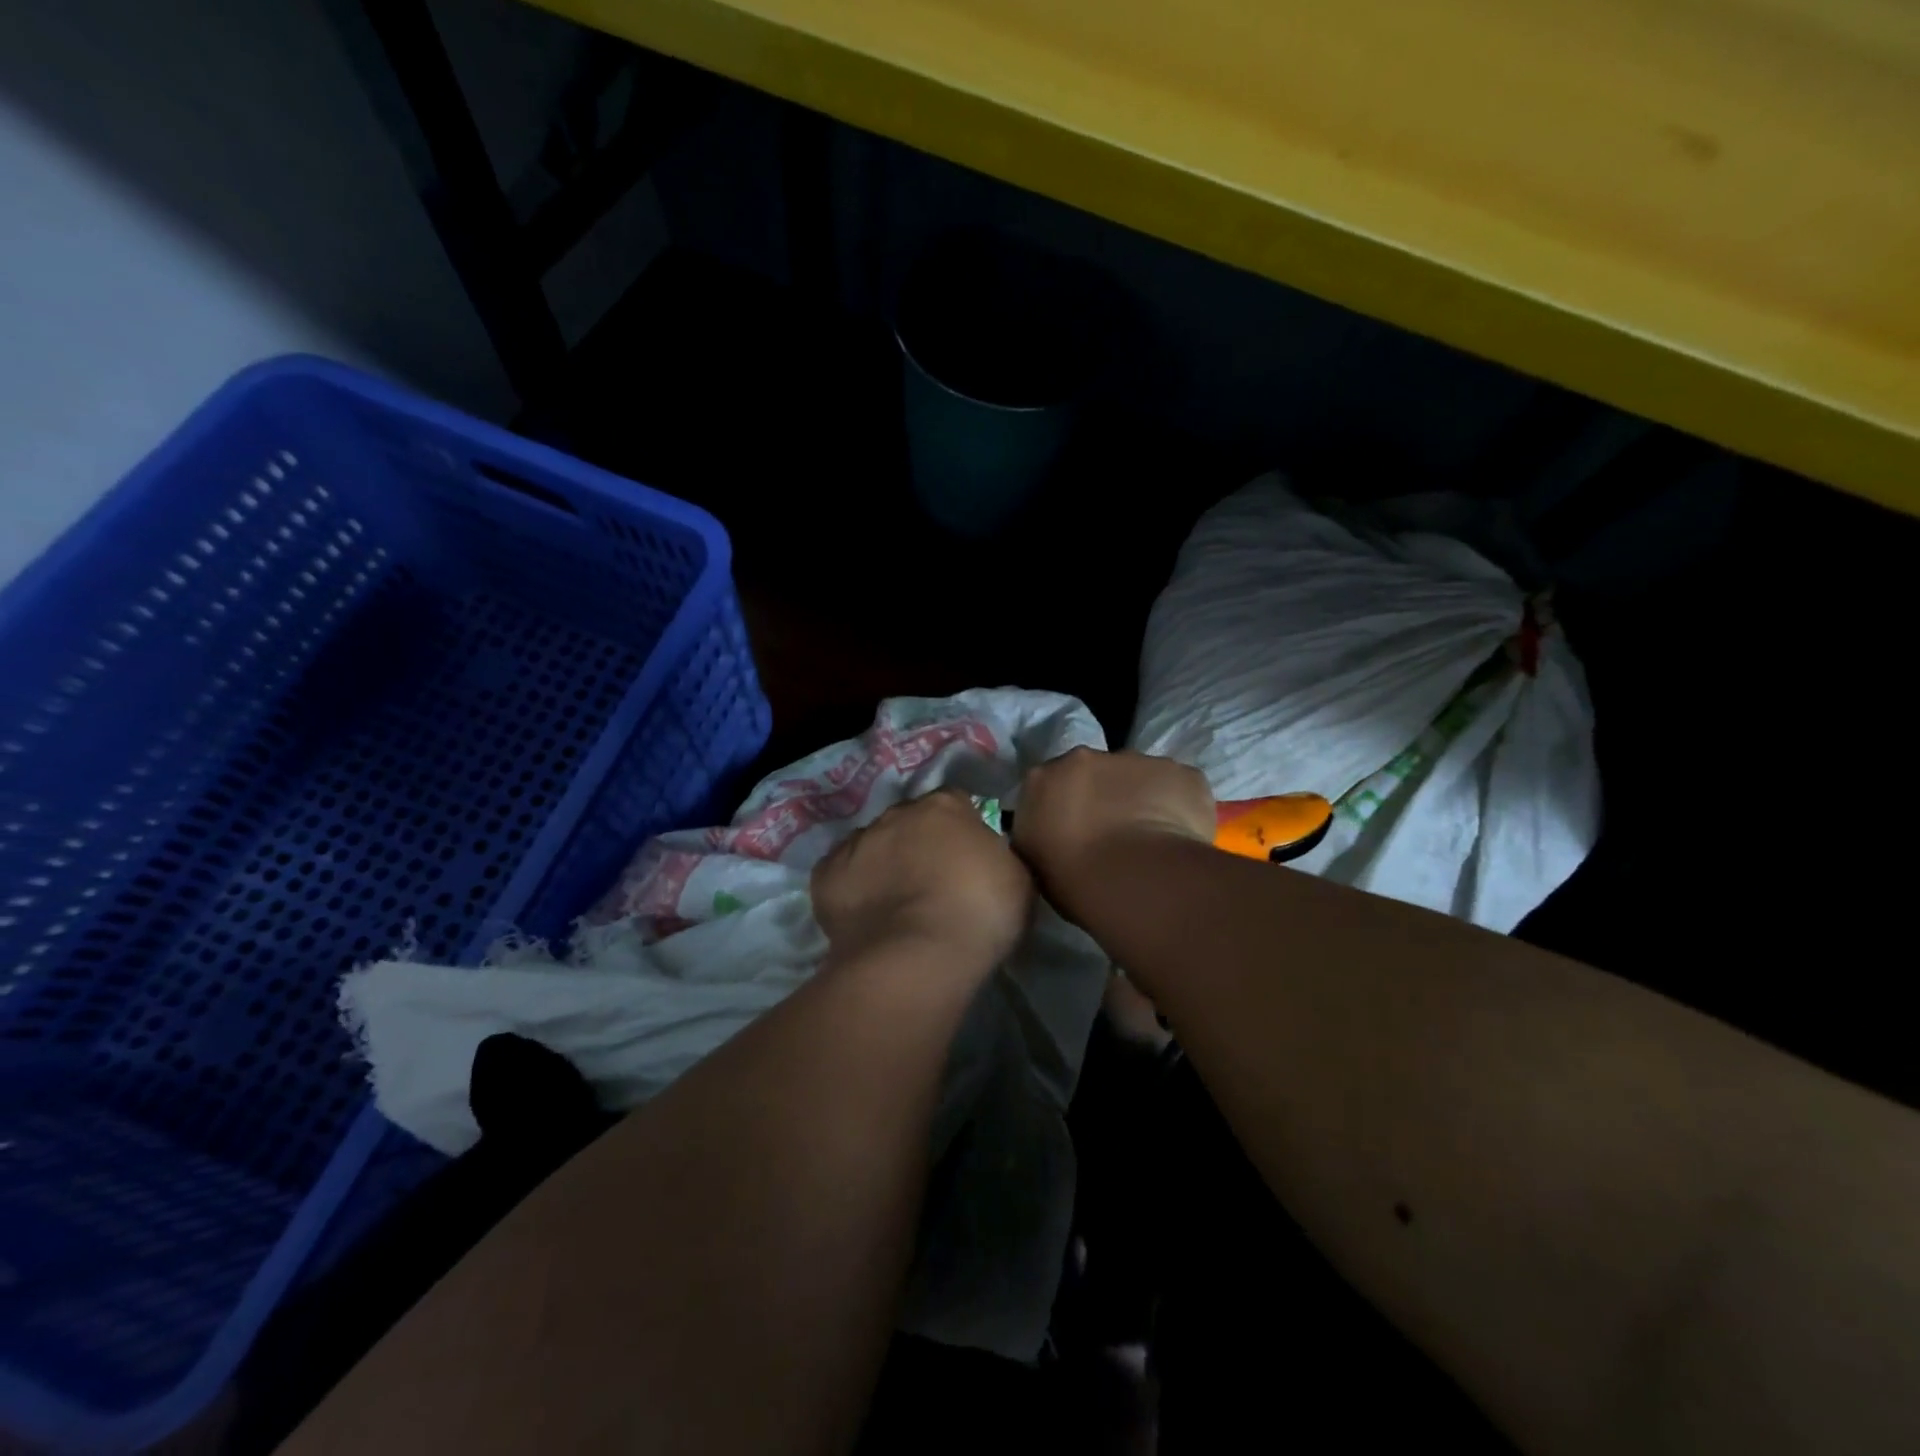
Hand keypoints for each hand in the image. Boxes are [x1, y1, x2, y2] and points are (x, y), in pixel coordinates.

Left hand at [811, 789, 1033, 971]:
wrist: (918, 955)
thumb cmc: (980, 913)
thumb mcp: (1016, 878)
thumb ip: (996, 855)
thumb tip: (982, 857)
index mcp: (944, 806)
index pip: (956, 804)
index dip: (962, 831)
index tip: (969, 862)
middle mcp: (896, 813)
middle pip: (910, 822)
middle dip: (920, 845)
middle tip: (934, 885)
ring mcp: (856, 842)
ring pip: (873, 846)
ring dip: (884, 865)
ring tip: (897, 907)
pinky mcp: (825, 876)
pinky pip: (842, 875)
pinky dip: (853, 890)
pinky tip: (866, 917)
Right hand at [1011, 748, 1214, 915]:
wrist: (1133, 878)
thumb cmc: (1073, 880)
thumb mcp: (1034, 860)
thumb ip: (1041, 834)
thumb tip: (1055, 833)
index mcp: (1042, 779)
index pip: (1050, 786)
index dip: (1064, 808)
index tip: (1074, 833)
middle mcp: (1086, 757)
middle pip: (1095, 773)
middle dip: (1103, 796)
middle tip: (1113, 835)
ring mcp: (1137, 760)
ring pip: (1139, 776)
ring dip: (1142, 799)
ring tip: (1150, 841)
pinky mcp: (1181, 773)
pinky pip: (1179, 787)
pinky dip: (1180, 807)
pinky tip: (1180, 839)